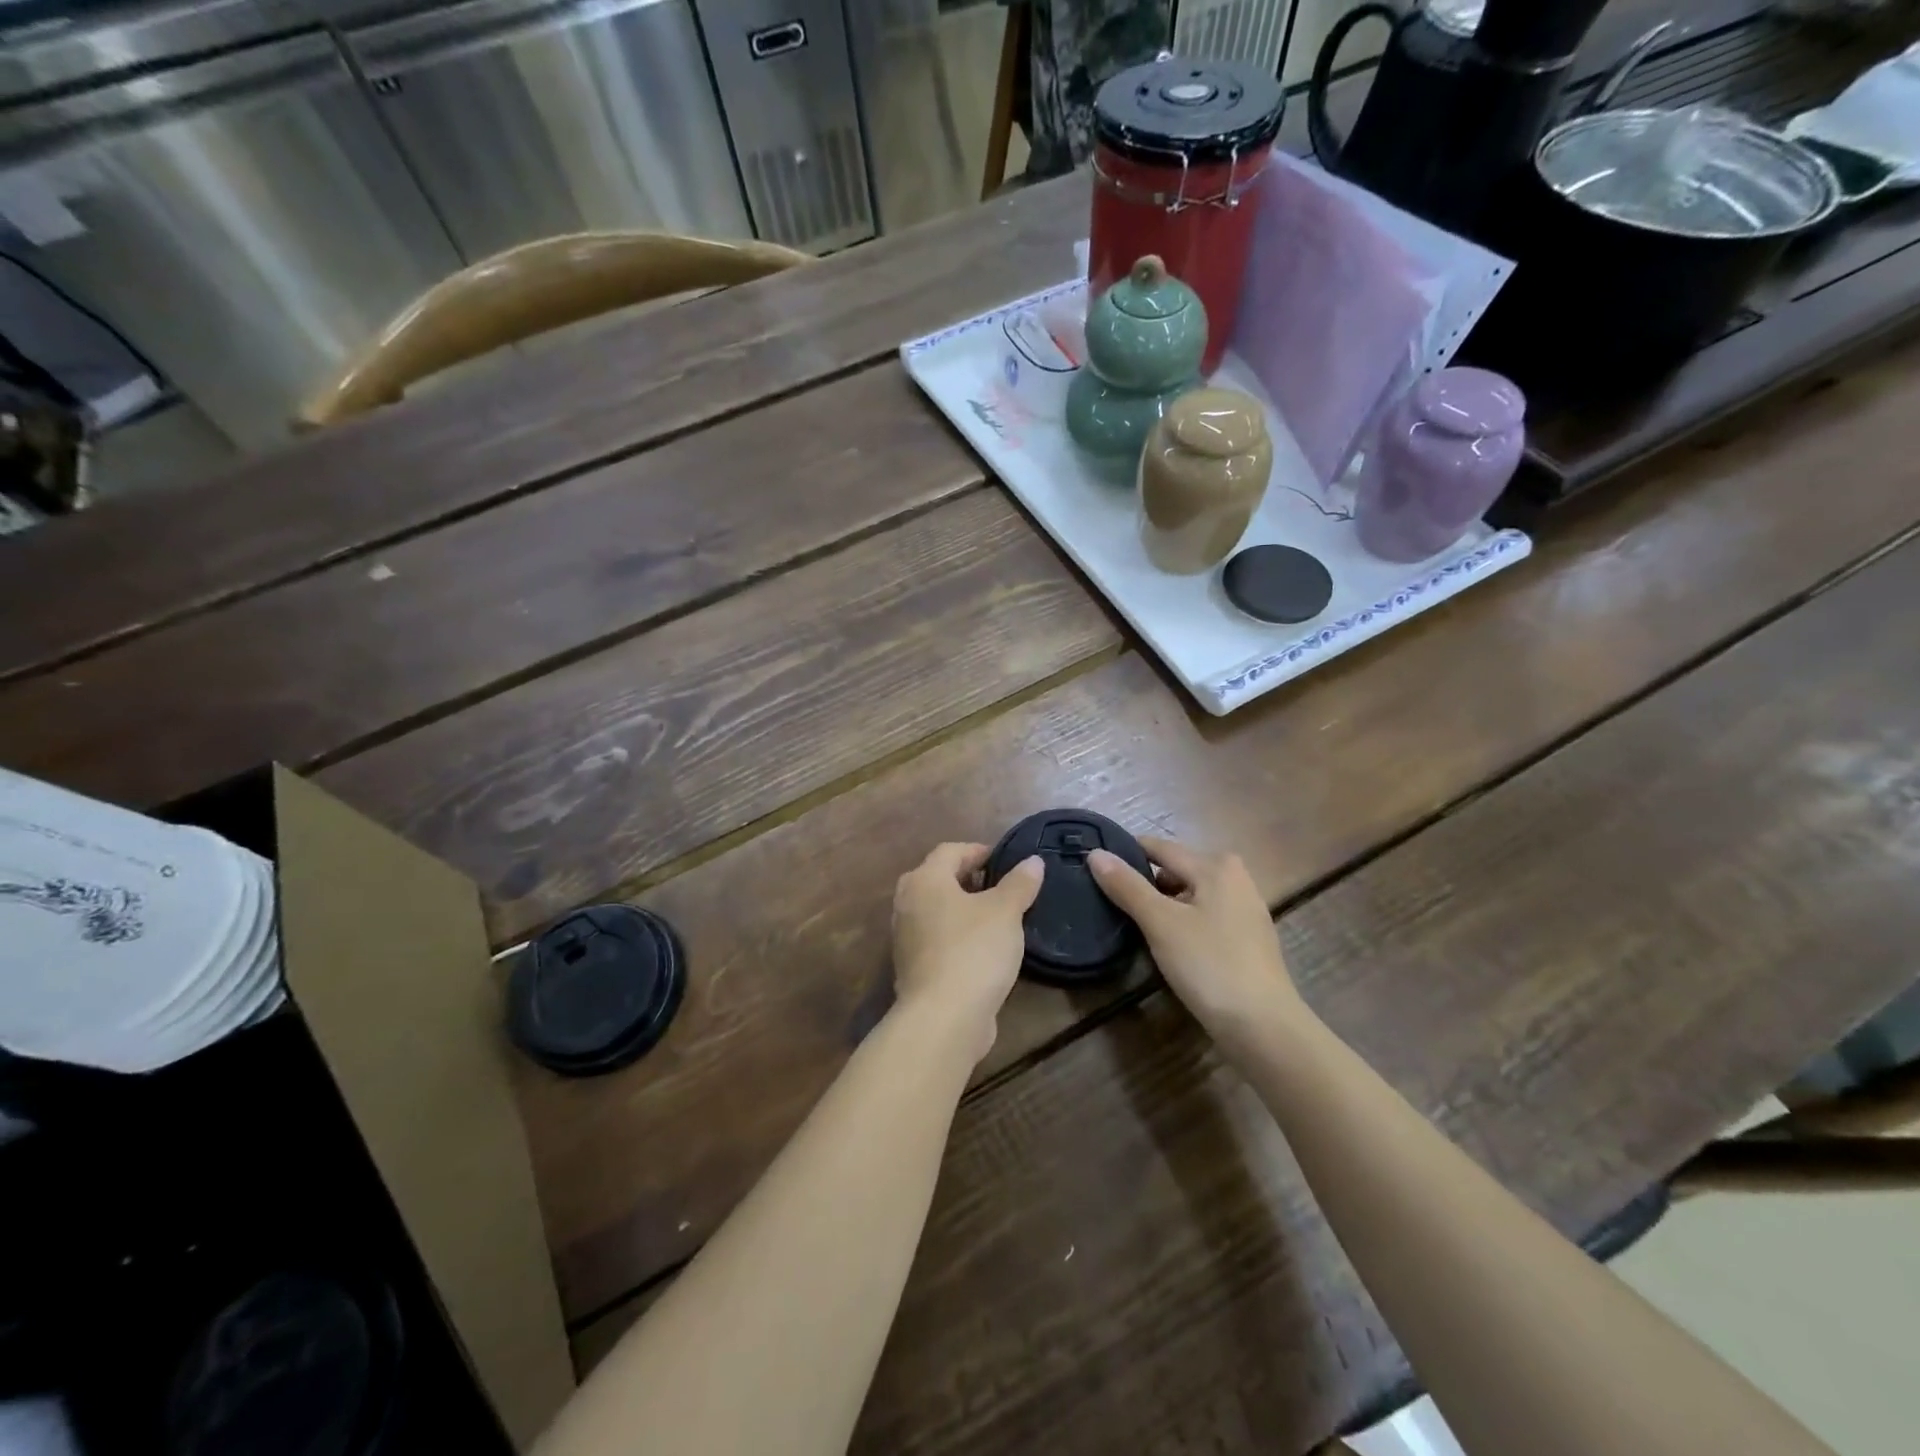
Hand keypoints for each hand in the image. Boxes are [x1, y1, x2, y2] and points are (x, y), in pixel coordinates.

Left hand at [891, 842, 1043, 1061]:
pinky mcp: (912, 967)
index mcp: (924, 880)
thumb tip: (1032, 861)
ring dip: (963, 909)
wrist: (944, 1018)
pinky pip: (937, 939)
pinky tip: (983, 949)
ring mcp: (905, 938)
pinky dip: (957, 936)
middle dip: (969, 879)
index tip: (1006, 861)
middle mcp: (907, 903)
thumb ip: (1019, 883)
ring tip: (997, 918)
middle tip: (1001, 886)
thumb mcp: (1006, 912)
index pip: (950, 851)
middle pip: (938, 879)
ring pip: (936, 911)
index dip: (979, 851)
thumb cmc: (974, 951)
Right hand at [1089, 836, 1307, 1051]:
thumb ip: (1127, 886)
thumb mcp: (1160, 923)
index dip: (1126, 855)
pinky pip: (1204, 916)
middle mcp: (1235, 877)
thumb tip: (1095, 853)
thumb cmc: (1209, 965)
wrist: (1263, 1027)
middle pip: (1176, 870)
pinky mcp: (1247, 938)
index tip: (1093, 866)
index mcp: (1215, 865)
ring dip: (1163, 905)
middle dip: (1145, 883)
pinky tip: (1167, 944)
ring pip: (1190, 895)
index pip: (1159, 848)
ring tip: (1133, 924)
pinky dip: (1183, 922)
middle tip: (1111, 902)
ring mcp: (1244, 908)